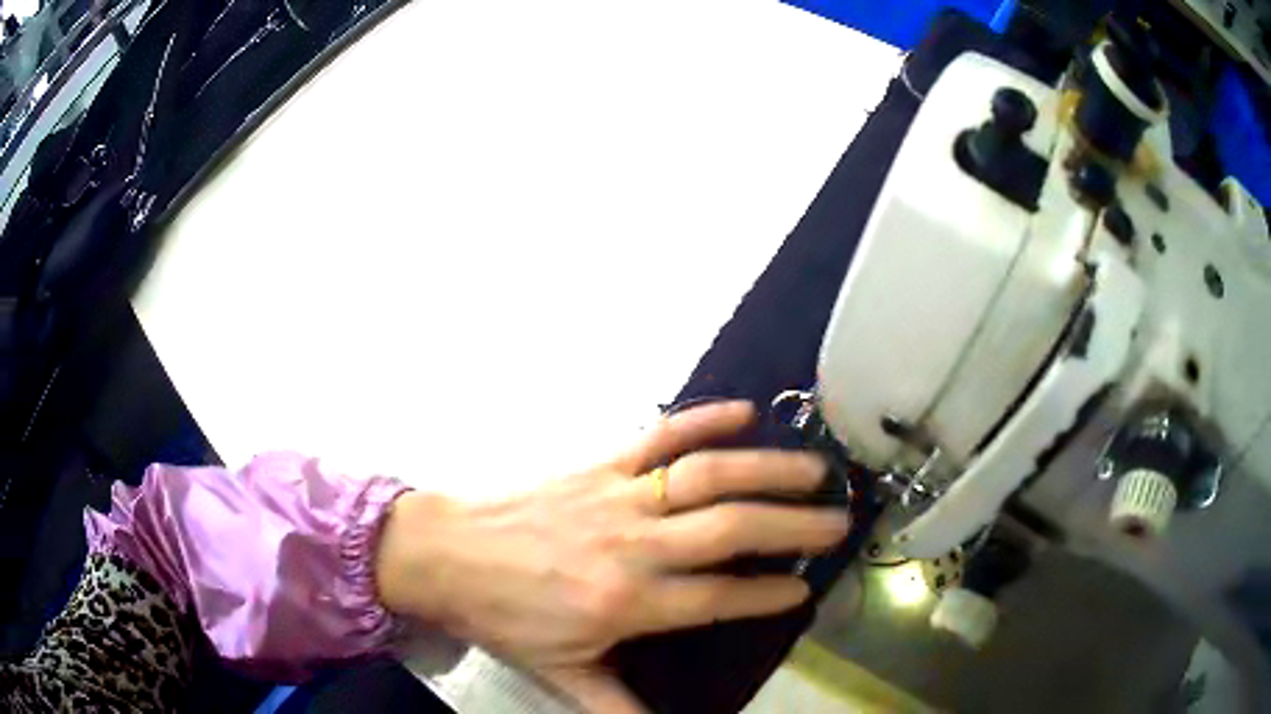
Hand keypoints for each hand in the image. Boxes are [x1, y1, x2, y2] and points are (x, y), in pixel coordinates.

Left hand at [375, 401, 849, 712]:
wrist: (443, 555)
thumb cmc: (503, 616)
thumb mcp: (560, 673)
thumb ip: (617, 706)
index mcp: (628, 603)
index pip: (721, 598)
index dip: (771, 593)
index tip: (806, 588)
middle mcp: (634, 546)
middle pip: (732, 530)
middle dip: (794, 527)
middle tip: (838, 521)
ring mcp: (618, 496)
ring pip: (708, 475)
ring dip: (768, 469)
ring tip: (814, 469)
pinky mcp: (598, 462)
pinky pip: (659, 434)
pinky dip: (704, 419)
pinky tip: (744, 412)